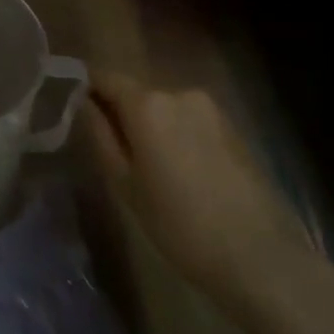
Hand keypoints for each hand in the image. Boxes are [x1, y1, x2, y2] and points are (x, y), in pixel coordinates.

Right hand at [81, 74, 310, 290]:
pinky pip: (191, 121)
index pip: (105, 78)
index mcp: (148, 104)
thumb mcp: (125, 185)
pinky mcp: (233, 127)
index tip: (75, 111)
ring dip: (152, 127)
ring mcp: (211, 109)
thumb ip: (101, 137)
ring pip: (165, 109)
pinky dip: (178, 136)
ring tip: (150, 170)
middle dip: (122, 115)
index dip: (87, 89)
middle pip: (137, 93)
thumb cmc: (179, 224)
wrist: (258, 255)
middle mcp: (179, 93)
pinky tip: (183, 174)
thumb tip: (85, 105)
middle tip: (114, 154)